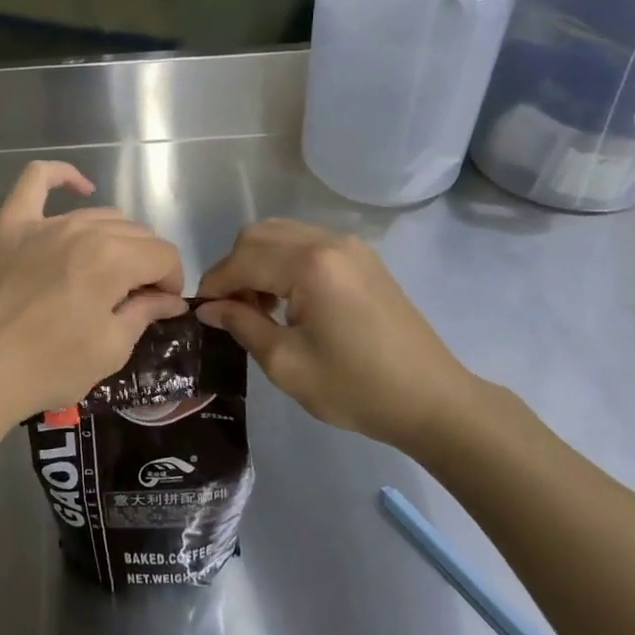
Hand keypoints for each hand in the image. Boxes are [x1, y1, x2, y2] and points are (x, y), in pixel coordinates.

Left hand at [0, 161, 187, 435]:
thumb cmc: (47, 368)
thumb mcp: (110, 349)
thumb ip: (145, 313)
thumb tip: (170, 298)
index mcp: (113, 259)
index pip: (163, 254)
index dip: (172, 281)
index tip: (162, 305)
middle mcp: (83, 229)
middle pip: (135, 233)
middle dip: (147, 263)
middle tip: (135, 298)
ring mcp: (43, 223)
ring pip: (98, 215)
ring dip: (115, 240)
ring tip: (107, 272)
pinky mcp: (9, 224)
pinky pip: (36, 180)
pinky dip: (61, 175)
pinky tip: (79, 187)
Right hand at [196, 219, 480, 454]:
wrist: (433, 400)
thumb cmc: (356, 388)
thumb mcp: (286, 363)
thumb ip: (242, 325)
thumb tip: (209, 307)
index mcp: (309, 264)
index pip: (242, 260)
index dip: (215, 284)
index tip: (202, 312)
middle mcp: (328, 241)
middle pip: (259, 235)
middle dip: (235, 267)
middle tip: (232, 309)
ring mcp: (349, 246)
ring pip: (282, 234)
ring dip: (259, 262)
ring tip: (259, 306)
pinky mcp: (363, 258)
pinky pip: (308, 243)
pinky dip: (284, 261)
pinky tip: (289, 299)